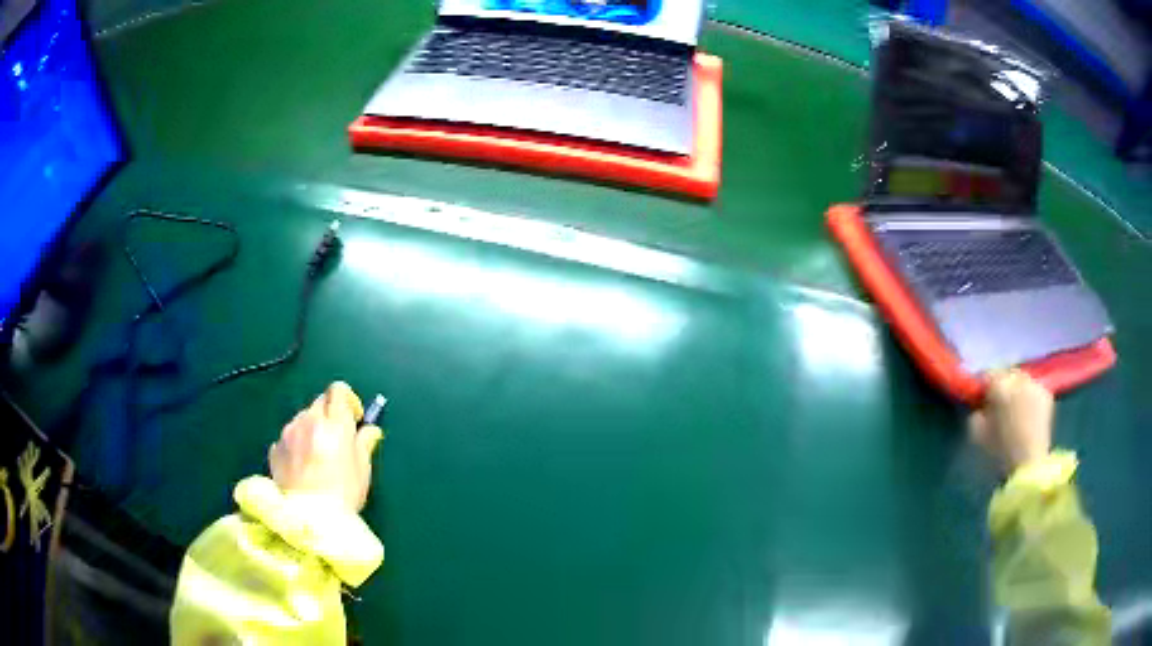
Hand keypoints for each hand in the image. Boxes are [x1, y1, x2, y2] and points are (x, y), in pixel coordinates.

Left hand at [269, 382, 383, 511]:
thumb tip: (369, 430)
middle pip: (320, 402)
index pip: (338, 391)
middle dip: (330, 414)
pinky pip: (288, 437)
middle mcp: (309, 421)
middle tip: (338, 438)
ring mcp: (288, 434)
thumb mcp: (362, 470)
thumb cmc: (343, 495)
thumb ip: (364, 444)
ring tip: (318, 455)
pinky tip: (303, 466)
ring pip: (302, 418)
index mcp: (335, 424)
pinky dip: (297, 444)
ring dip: (312, 428)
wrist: (309, 520)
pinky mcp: (275, 449)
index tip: (354, 418)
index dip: (348, 400)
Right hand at [969, 369, 1053, 473]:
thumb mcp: (978, 435)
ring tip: (1014, 407)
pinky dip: (1029, 395)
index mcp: (1000, 386)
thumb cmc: (1000, 452)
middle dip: (1002, 384)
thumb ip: (976, 414)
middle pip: (1007, 373)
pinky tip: (1026, 411)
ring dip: (1017, 388)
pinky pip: (1034, 388)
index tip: (981, 400)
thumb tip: (980, 406)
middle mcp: (1019, 379)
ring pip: (1022, 379)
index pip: (988, 375)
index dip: (984, 387)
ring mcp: (1035, 384)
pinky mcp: (1047, 394)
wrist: (1030, 465)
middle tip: (998, 403)